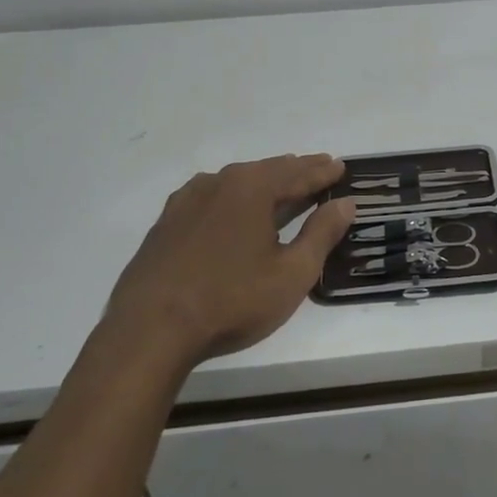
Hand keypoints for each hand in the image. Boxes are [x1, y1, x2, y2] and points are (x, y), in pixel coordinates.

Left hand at [97, 154, 356, 374]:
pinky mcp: (166, 223)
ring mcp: (187, 201)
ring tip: (281, 182)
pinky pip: (210, 197)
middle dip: (296, 170)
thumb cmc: (232, 301)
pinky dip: (231, 196)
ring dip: (263, 180)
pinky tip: (230, 205)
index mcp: (252, 188)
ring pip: (235, 181)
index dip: (323, 172)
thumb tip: (345, 203)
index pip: (298, 173)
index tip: (341, 167)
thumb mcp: (292, 273)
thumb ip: (322, 233)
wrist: (150, 330)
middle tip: (319, 168)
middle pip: (267, 171)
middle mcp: (219, 183)